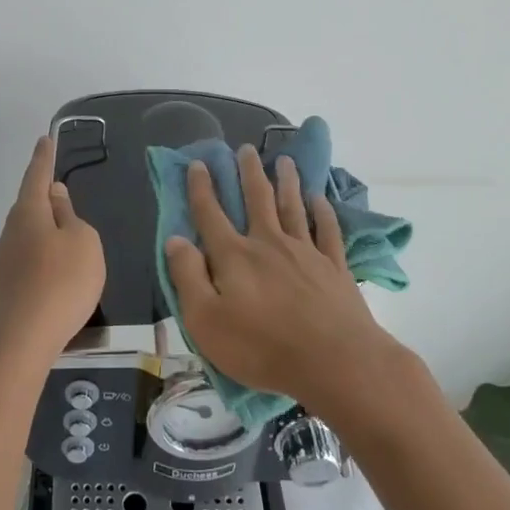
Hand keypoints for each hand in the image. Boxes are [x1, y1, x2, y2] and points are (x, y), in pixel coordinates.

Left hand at [0, 136, 105, 373]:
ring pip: (23, 248)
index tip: (44, 139)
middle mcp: (6, 237)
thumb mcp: (83, 244)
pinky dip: (35, 279)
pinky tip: (47, 297)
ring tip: (64, 265)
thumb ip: (70, 217)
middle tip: (63, 210)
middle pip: (28, 214)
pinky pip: (20, 278)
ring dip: (41, 248)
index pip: (36, 177)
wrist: (15, 349)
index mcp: (28, 216)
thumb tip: (53, 197)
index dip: (43, 159)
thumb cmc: (60, 286)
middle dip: (45, 210)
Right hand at [165, 144, 400, 413]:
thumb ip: (188, 277)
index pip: (211, 214)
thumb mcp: (206, 321)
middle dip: (249, 172)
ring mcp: (305, 252)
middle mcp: (268, 243)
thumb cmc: (262, 347)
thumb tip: (174, 239)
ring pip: (293, 206)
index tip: (198, 163)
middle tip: (245, 149)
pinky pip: (327, 230)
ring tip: (284, 160)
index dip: (201, 188)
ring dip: (287, 181)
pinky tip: (320, 200)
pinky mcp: (334, 267)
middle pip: (257, 199)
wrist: (334, 361)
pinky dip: (322, 212)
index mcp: (234, 256)